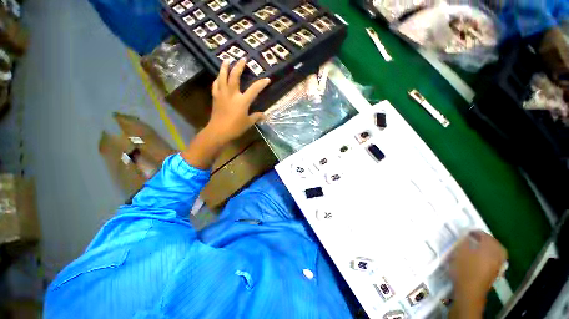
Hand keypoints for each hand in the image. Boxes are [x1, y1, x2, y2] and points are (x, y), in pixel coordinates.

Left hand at [207, 58, 270, 143]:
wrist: (218, 131)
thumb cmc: (235, 127)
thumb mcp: (248, 123)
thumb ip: (256, 117)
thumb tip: (264, 115)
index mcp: (242, 101)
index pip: (254, 90)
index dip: (261, 84)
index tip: (267, 79)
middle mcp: (232, 94)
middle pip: (234, 77)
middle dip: (239, 67)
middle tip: (242, 58)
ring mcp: (222, 94)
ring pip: (222, 77)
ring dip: (224, 68)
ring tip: (226, 60)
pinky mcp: (215, 98)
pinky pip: (216, 85)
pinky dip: (217, 79)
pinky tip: (218, 77)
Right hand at [449, 231, 506, 316]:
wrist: (470, 290)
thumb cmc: (464, 268)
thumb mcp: (460, 252)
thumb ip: (464, 241)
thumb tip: (466, 235)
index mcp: (489, 247)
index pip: (485, 235)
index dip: (476, 232)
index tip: (467, 232)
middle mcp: (497, 254)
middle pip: (494, 243)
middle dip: (486, 240)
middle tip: (475, 238)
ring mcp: (498, 264)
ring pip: (497, 252)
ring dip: (489, 248)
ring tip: (479, 248)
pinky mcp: (496, 272)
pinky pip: (496, 259)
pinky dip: (491, 256)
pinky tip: (482, 258)